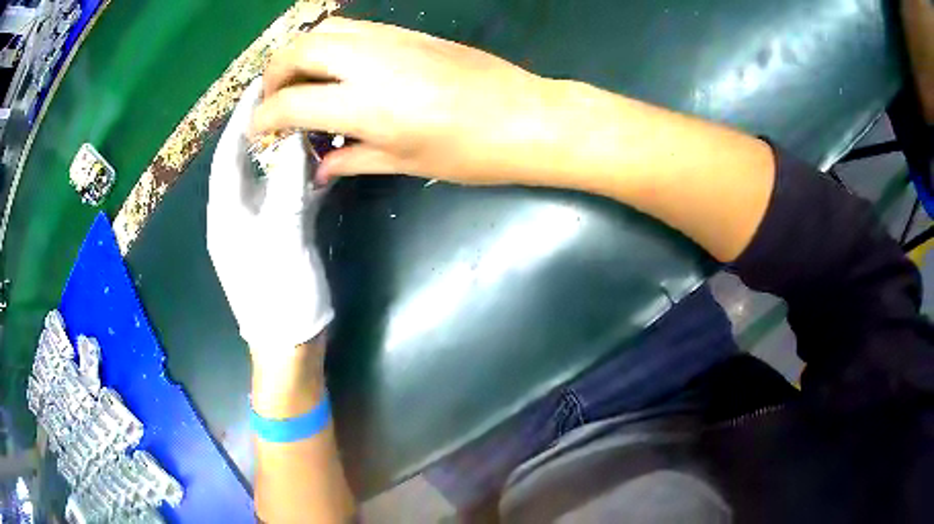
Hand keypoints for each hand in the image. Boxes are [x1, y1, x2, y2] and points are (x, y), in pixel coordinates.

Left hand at [207, 79, 333, 353]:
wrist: (291, 345)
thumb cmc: (278, 295)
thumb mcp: (281, 237)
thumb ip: (287, 185)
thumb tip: (295, 137)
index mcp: (226, 213)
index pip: (227, 153)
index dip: (241, 117)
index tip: (260, 84)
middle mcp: (237, 214)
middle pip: (246, 161)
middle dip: (264, 127)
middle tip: (289, 96)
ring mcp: (258, 226)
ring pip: (269, 176)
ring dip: (286, 150)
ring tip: (309, 121)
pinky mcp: (278, 237)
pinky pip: (287, 196)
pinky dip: (301, 177)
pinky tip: (322, 163)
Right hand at [252, 17, 563, 185]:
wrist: (527, 117)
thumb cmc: (471, 152)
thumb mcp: (406, 163)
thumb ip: (353, 159)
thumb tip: (321, 167)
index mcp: (365, 105)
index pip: (292, 103)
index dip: (266, 118)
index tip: (259, 131)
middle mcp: (370, 62)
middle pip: (298, 50)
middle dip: (274, 74)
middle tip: (276, 100)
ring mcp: (391, 41)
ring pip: (325, 30)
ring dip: (301, 53)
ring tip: (302, 82)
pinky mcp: (409, 33)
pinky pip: (355, 29)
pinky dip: (332, 44)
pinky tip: (338, 69)